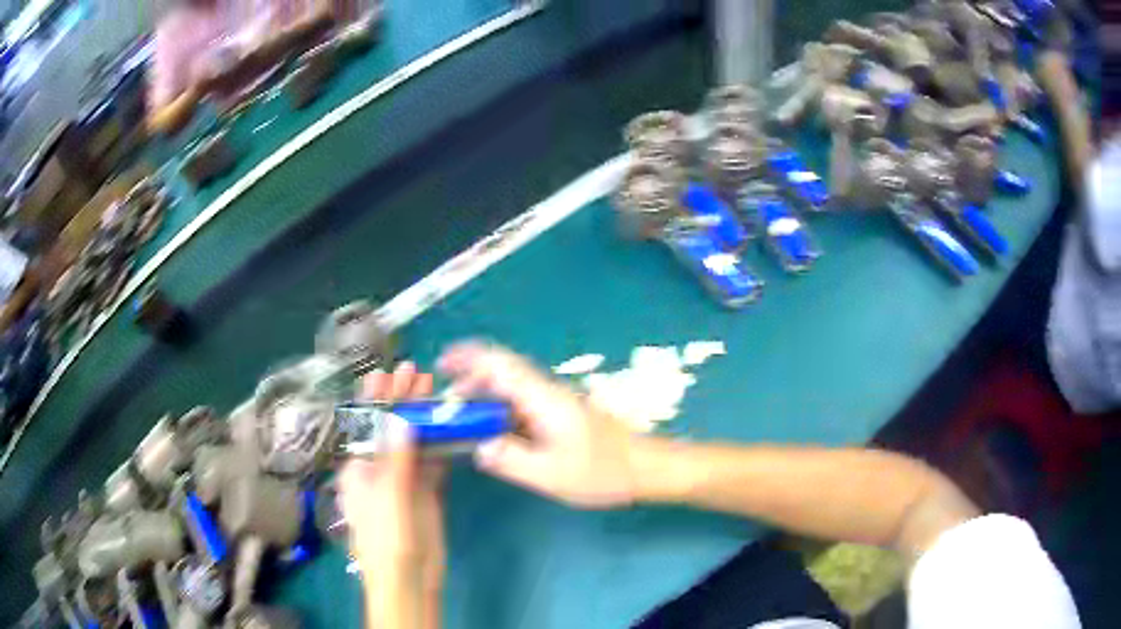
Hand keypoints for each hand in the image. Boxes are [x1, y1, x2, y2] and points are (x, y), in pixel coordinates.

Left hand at [338, 362, 443, 627]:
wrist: (409, 578)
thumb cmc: (386, 540)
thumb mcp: (387, 497)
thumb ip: (395, 458)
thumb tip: (399, 418)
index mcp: (358, 468)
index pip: (364, 425)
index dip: (373, 398)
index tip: (386, 373)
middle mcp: (378, 468)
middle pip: (390, 428)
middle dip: (400, 400)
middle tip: (416, 372)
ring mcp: (403, 480)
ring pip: (412, 441)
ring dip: (421, 417)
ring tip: (432, 388)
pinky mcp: (425, 492)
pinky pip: (432, 461)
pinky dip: (439, 442)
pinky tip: (447, 424)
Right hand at [438, 342, 645, 507]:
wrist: (645, 468)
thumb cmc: (602, 471)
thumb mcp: (551, 474)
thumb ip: (510, 460)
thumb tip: (479, 447)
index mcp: (543, 398)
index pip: (500, 364)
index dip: (469, 357)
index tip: (443, 362)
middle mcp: (547, 392)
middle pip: (503, 372)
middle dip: (470, 379)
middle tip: (446, 403)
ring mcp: (556, 402)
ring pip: (512, 388)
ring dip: (485, 396)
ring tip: (462, 418)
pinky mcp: (561, 415)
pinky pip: (522, 404)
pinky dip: (501, 410)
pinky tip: (492, 431)